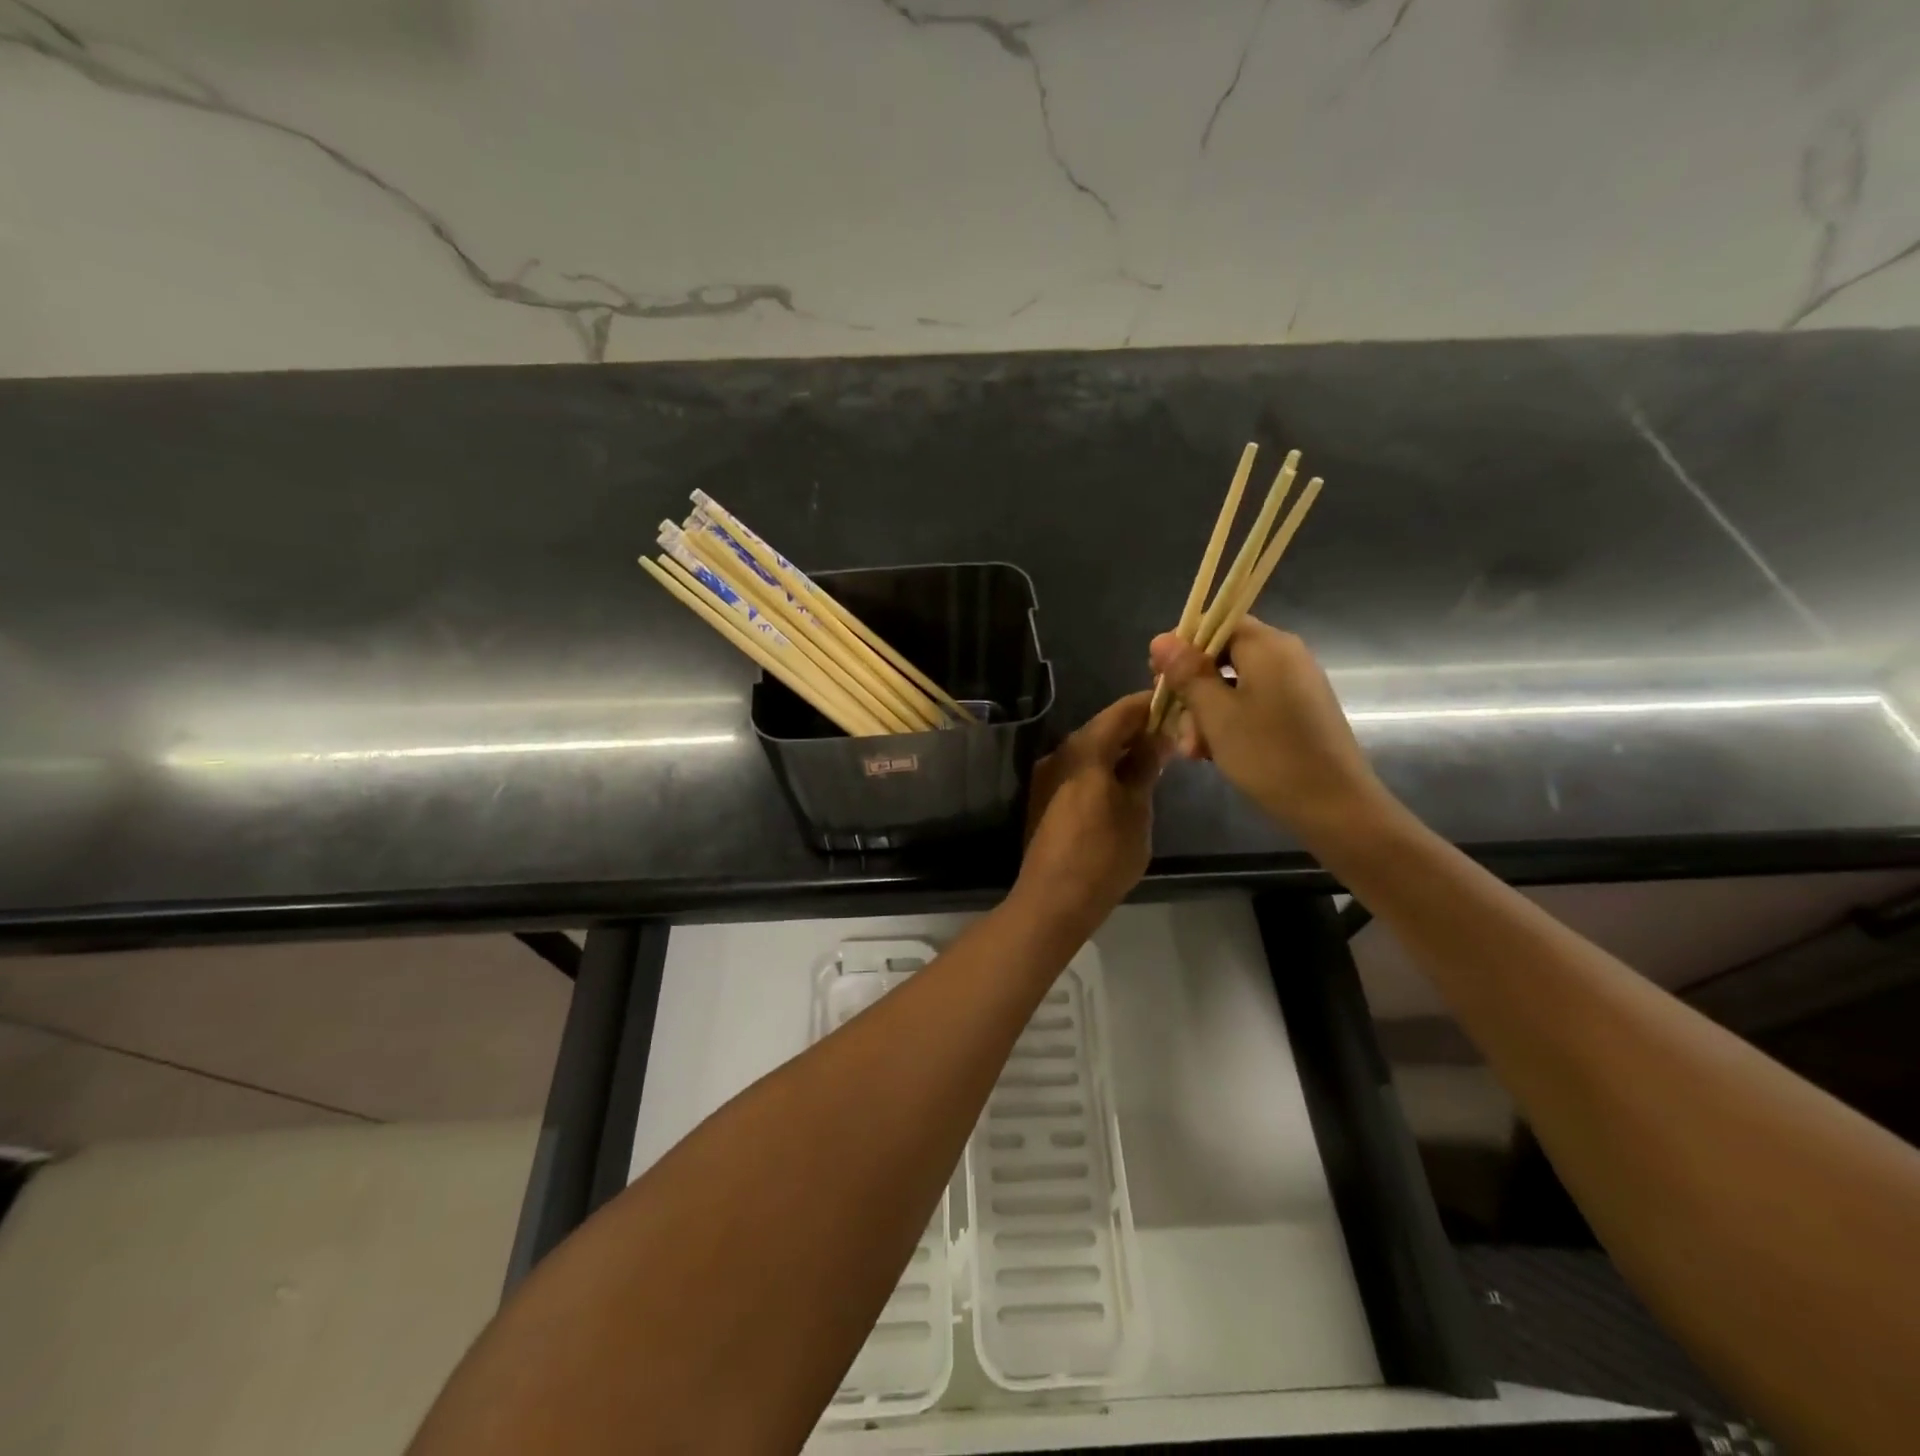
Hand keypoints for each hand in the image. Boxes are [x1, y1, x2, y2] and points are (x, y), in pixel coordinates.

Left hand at [1017, 692, 1169, 931]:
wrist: (1053, 899)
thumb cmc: (1103, 853)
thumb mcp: (1136, 809)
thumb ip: (1145, 767)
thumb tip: (1158, 736)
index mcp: (1083, 749)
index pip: (1120, 712)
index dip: (1148, 704)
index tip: (1175, 702)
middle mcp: (1059, 754)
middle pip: (1102, 729)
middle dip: (1136, 729)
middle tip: (1171, 734)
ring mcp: (1048, 777)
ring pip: (1089, 751)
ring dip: (1119, 750)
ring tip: (1154, 759)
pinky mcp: (1044, 799)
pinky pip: (1078, 771)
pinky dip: (1103, 769)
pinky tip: (1124, 783)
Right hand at [1150, 617, 1391, 839]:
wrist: (1335, 807)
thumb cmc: (1269, 755)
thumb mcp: (1216, 714)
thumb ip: (1187, 673)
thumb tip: (1160, 639)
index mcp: (1268, 646)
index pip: (1217, 623)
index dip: (1183, 646)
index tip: (1158, 677)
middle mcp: (1286, 656)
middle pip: (1223, 656)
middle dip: (1192, 688)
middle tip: (1173, 722)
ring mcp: (1295, 685)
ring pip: (1235, 685)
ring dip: (1206, 712)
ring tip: (1193, 751)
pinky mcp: (1299, 712)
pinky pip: (1254, 703)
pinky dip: (1229, 722)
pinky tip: (1213, 752)